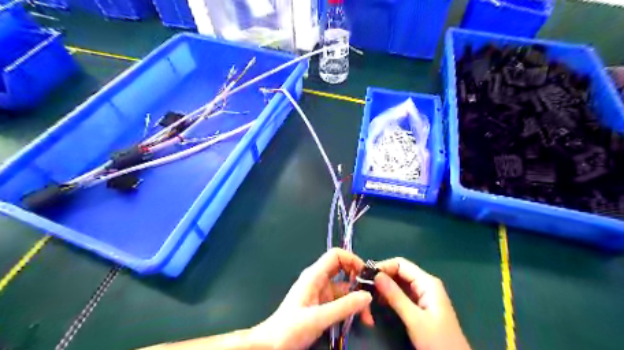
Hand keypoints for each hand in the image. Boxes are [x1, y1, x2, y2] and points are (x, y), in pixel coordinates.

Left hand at [251, 249, 371, 349]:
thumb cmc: (290, 328)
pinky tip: (360, 320)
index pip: (336, 255)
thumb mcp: (318, 318)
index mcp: (314, 275)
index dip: (352, 259)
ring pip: (345, 288)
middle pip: (343, 270)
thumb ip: (344, 307)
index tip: (366, 275)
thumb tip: (368, 296)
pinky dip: (351, 307)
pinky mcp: (322, 305)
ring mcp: (321, 292)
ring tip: (368, 318)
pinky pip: (341, 301)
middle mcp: (319, 280)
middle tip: (372, 297)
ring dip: (357, 299)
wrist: (271, 345)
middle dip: (358, 281)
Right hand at [372, 257, 470, 348]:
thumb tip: (376, 275)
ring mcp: (423, 295)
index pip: (401, 264)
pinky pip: (402, 293)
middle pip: (399, 272)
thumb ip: (395, 296)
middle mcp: (425, 284)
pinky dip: (390, 295)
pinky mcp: (420, 305)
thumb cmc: (437, 341)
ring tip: (369, 294)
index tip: (366, 276)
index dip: (383, 266)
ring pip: (399, 283)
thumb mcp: (414, 319)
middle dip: (382, 277)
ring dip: (384, 287)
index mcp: (427, 282)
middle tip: (364, 286)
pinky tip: (379, 302)